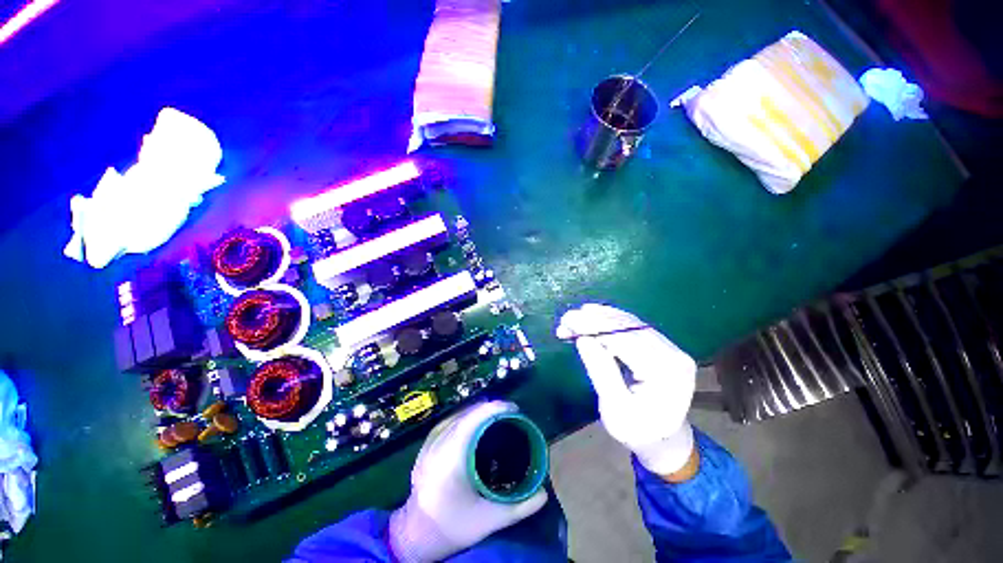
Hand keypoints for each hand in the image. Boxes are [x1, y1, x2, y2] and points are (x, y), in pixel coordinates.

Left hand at [389, 401, 547, 562]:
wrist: (415, 538)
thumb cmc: (452, 527)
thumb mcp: (488, 521)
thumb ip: (519, 507)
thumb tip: (544, 493)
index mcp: (452, 458)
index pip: (474, 420)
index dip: (495, 408)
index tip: (514, 408)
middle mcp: (438, 445)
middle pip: (466, 415)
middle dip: (489, 408)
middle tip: (509, 413)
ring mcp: (428, 445)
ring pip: (456, 416)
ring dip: (476, 411)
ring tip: (495, 415)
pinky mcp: (424, 447)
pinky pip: (447, 422)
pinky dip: (464, 417)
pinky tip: (472, 422)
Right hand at [557, 304, 696, 475]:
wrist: (663, 439)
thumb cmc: (636, 430)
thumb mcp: (615, 409)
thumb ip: (601, 372)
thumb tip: (583, 339)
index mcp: (664, 374)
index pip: (624, 340)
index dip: (593, 327)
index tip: (567, 321)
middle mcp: (673, 355)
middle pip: (627, 328)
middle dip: (593, 320)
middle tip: (566, 319)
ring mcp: (671, 348)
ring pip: (630, 323)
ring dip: (599, 317)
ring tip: (575, 317)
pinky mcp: (663, 345)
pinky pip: (634, 326)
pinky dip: (610, 320)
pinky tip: (594, 315)